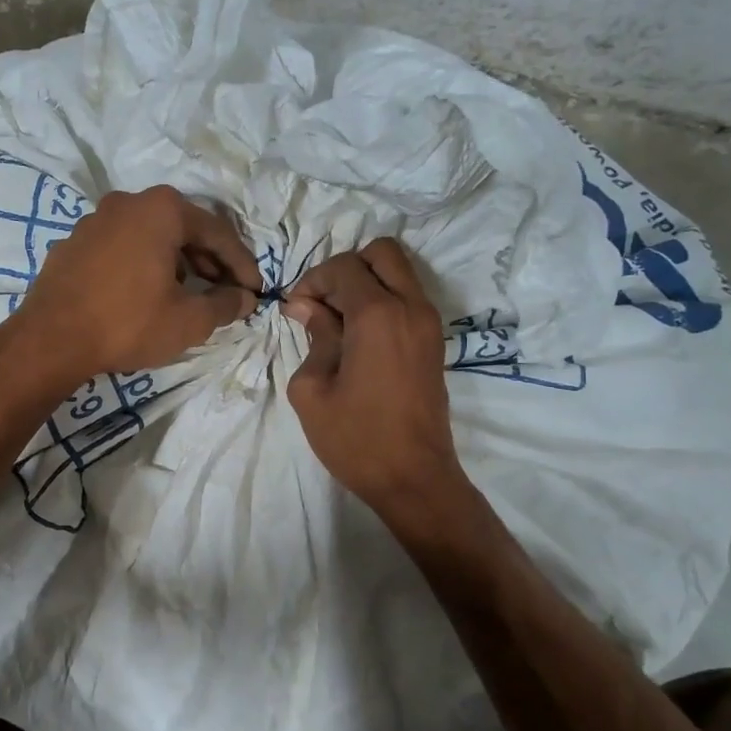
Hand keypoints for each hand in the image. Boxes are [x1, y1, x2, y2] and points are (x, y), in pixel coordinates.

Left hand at [11, 185, 258, 381]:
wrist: (51, 340)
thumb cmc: (128, 323)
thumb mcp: (188, 320)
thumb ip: (224, 305)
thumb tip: (244, 298)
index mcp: (162, 209)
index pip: (217, 232)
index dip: (242, 264)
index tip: (255, 290)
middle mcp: (128, 202)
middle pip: (182, 229)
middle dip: (209, 262)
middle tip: (226, 292)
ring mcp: (95, 220)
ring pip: (150, 237)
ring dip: (176, 262)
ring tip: (190, 294)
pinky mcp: (73, 243)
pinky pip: (122, 248)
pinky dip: (143, 265)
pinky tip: (147, 293)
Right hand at [282, 240, 465, 514]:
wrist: (413, 478)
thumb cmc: (355, 438)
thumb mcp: (313, 389)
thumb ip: (314, 337)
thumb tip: (306, 307)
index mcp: (379, 315)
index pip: (344, 267)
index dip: (313, 281)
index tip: (295, 311)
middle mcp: (411, 307)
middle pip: (382, 253)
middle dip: (345, 268)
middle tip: (321, 304)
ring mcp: (429, 324)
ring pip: (399, 272)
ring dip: (366, 283)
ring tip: (337, 321)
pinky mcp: (434, 342)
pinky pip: (409, 298)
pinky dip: (383, 300)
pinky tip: (358, 336)